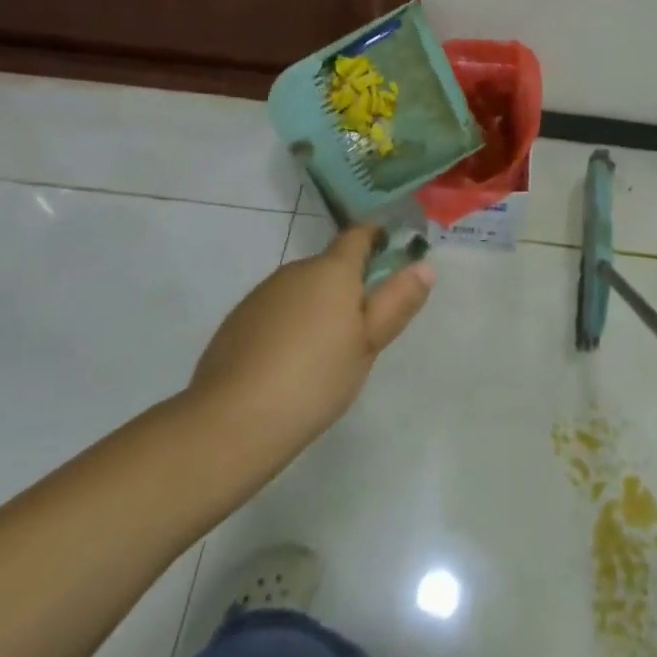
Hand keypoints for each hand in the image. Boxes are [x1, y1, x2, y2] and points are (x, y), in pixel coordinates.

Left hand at [182, 225, 432, 480]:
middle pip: (328, 267)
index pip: (357, 235)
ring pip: (300, 290)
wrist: (233, 420)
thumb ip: (398, 301)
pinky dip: (288, 326)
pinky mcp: (236, 321)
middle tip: (361, 326)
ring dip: (316, 306)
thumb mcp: (369, 342)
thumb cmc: (316, 376)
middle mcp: (295, 270)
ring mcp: (261, 295)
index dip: (375, 237)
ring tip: (324, 351)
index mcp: (331, 270)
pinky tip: (288, 364)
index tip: (389, 249)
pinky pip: (275, 312)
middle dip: (346, 285)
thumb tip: (424, 265)